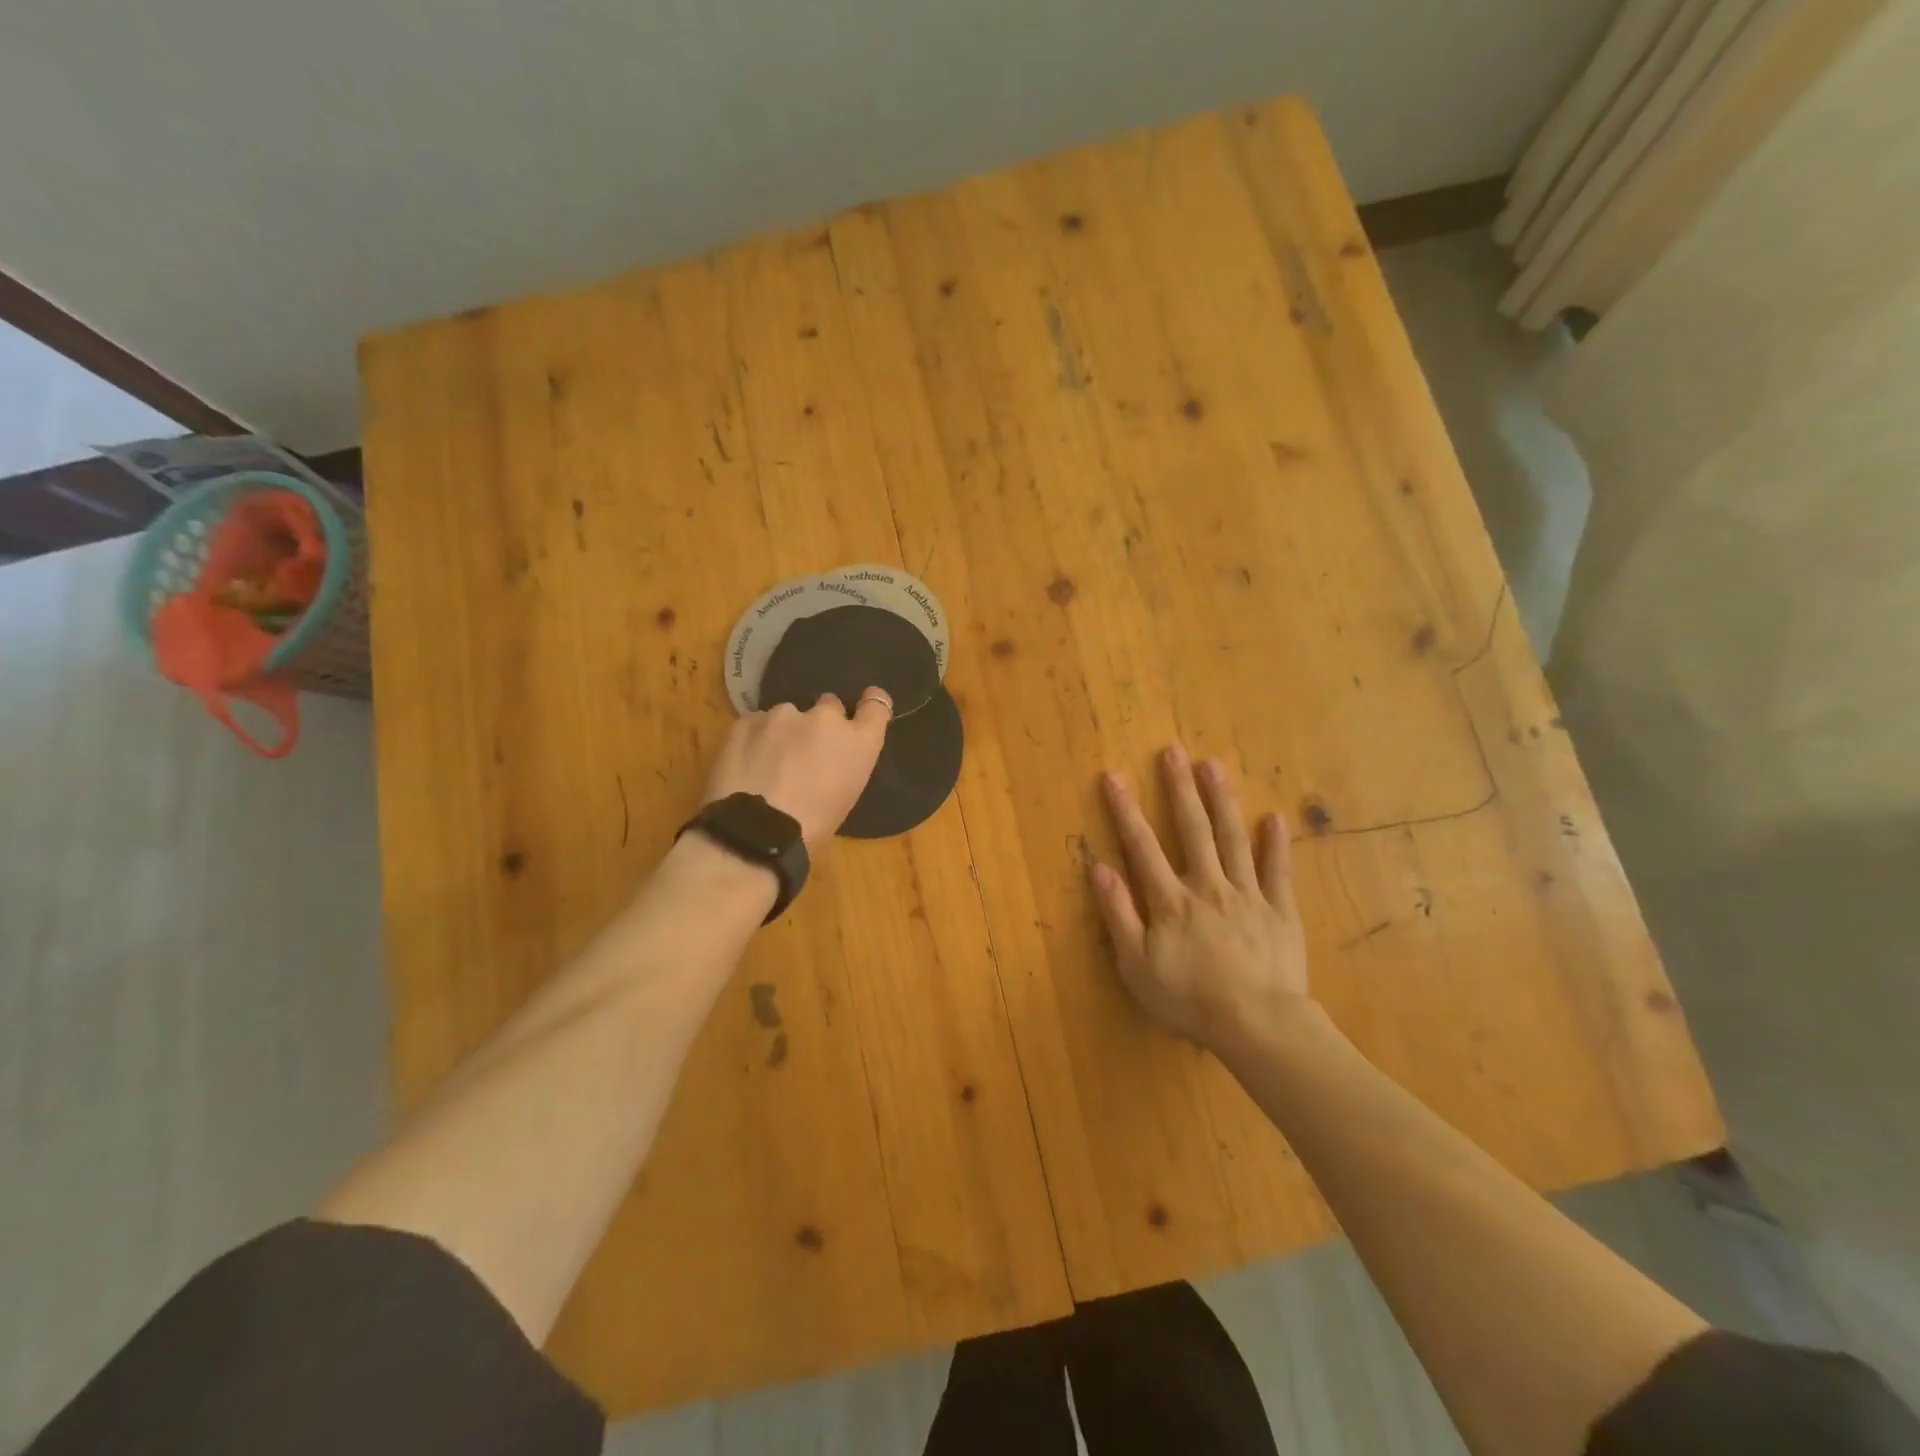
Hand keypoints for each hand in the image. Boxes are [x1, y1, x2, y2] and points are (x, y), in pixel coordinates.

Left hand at [702, 688, 891, 848]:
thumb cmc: (811, 828)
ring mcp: (784, 714)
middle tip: (805, 753)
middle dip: (820, 724)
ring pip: (787, 715)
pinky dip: (753, 739)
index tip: (863, 706)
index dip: (870, 702)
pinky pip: (755, 724)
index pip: (876, 706)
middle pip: (829, 705)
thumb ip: (843, 763)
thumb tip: (827, 757)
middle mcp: (825, 718)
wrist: (757, 832)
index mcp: (858, 742)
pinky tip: (745, 765)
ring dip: (783, 732)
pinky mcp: (748, 720)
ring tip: (767, 764)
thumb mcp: (844, 796)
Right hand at [1090, 745, 1313, 1055]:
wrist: (1258, 1026)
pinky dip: (1276, 844)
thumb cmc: (1189, 999)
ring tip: (1213, 765)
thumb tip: (1099, 868)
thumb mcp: (1136, 965)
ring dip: (1222, 800)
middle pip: (1193, 830)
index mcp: (1171, 900)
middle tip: (1174, 751)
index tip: (1115, 776)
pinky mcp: (1280, 912)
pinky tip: (1274, 817)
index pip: (1143, 846)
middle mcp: (1208, 886)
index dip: (1126, 810)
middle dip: (1180, 789)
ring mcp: (1248, 895)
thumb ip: (1118, 914)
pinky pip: (1278, 872)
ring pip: (1233, 839)